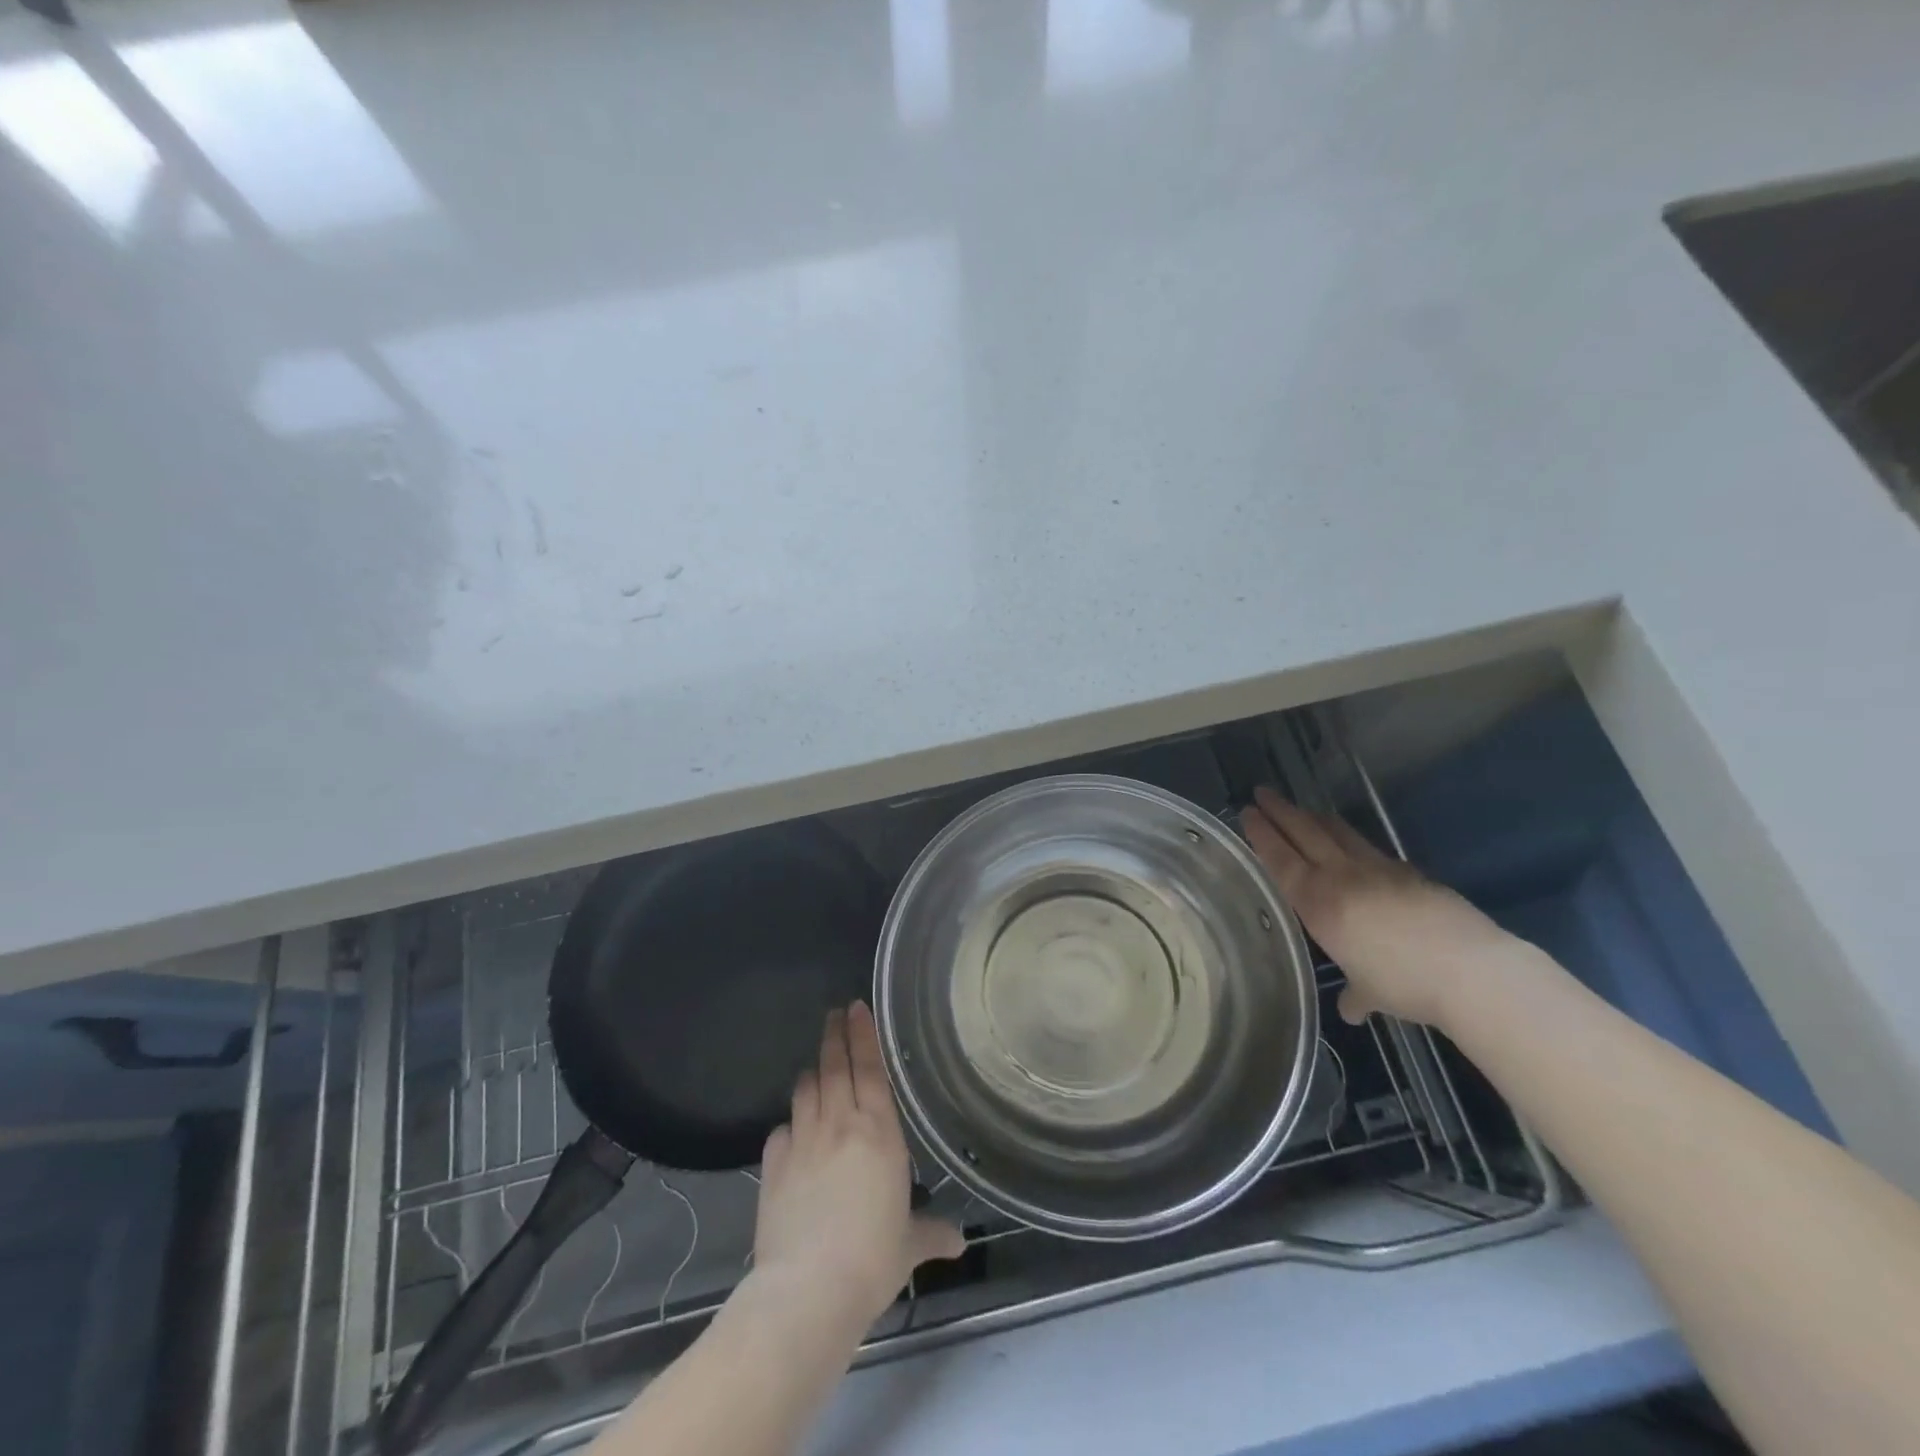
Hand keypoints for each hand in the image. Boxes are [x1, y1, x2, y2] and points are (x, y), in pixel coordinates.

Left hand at [751, 1003, 963, 1332]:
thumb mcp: (910, 1245)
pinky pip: (781, 1129)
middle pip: (834, 1066)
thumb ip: (932, 1233)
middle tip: (835, 1013)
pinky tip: (793, 1129)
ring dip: (813, 1072)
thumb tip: (959, 1242)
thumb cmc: (873, 1259)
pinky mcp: (773, 1165)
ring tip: (817, 1064)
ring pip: (806, 1089)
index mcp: (878, 1131)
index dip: (863, 1034)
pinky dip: (790, 1122)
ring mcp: (802, 1141)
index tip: (857, 1006)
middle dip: (834, 1035)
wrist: (808, 1290)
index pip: (871, 1068)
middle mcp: (839, 1124)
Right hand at [1240, 785, 1518, 1029]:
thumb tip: (1352, 1008)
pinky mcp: (1408, 872)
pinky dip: (1350, 838)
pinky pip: (1368, 847)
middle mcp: (1341, 877)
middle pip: (1305, 833)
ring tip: (1302, 810)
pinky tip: (1351, 842)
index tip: (1247, 813)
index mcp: (1318, 903)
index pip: (1280, 860)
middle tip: (1262, 793)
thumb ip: (1356, 994)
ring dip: (1314, 818)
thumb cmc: (1403, 983)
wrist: (1470, 969)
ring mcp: (1378, 869)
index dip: (1262, 835)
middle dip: (1281, 811)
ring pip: (1337, 833)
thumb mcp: (1370, 991)